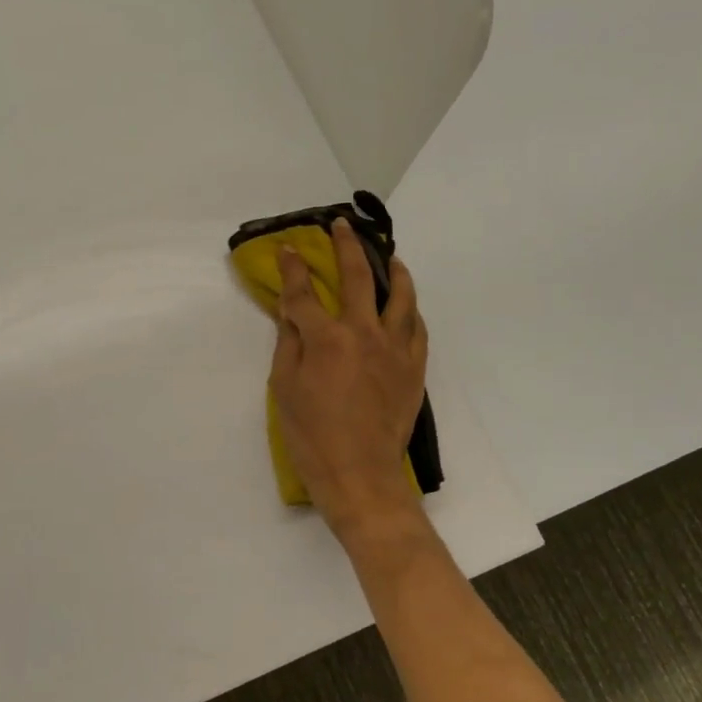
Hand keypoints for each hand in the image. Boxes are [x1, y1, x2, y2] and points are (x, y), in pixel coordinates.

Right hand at [270, 219, 429, 536]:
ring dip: (392, 270)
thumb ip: (289, 344)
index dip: (293, 268)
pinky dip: (410, 309)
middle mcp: (364, 333)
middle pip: (357, 277)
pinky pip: (417, 327)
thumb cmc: (312, 436)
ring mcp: (395, 348)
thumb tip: (291, 313)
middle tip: (342, 227)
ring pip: (400, 296)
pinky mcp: (414, 367)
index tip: (288, 249)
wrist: (360, 475)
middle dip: (346, 247)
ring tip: (388, 257)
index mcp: (326, 338)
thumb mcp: (284, 389)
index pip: (304, 292)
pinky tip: (405, 305)